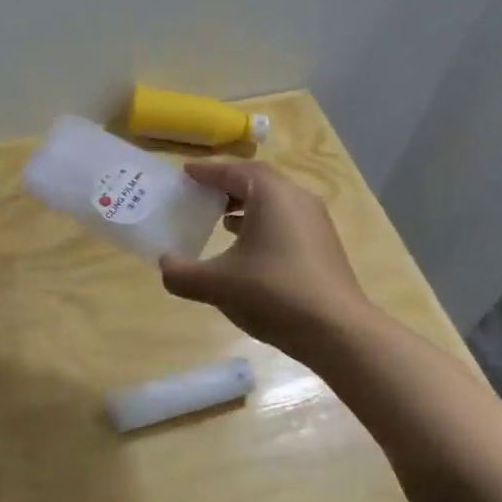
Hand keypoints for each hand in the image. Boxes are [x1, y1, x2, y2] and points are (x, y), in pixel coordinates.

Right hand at [159, 160, 374, 364]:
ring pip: (273, 203)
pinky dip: (262, 225)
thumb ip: (182, 272)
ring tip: (219, 221)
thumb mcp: (217, 284)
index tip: (184, 173)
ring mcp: (315, 222)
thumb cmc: (274, 293)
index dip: (206, 171)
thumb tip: (165, 264)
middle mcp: (297, 198)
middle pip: (256, 182)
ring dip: (245, 207)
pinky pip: (285, 222)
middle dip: (226, 187)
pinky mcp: (323, 245)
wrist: (337, 331)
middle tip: (199, 196)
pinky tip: (247, 250)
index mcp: (271, 194)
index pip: (233, 171)